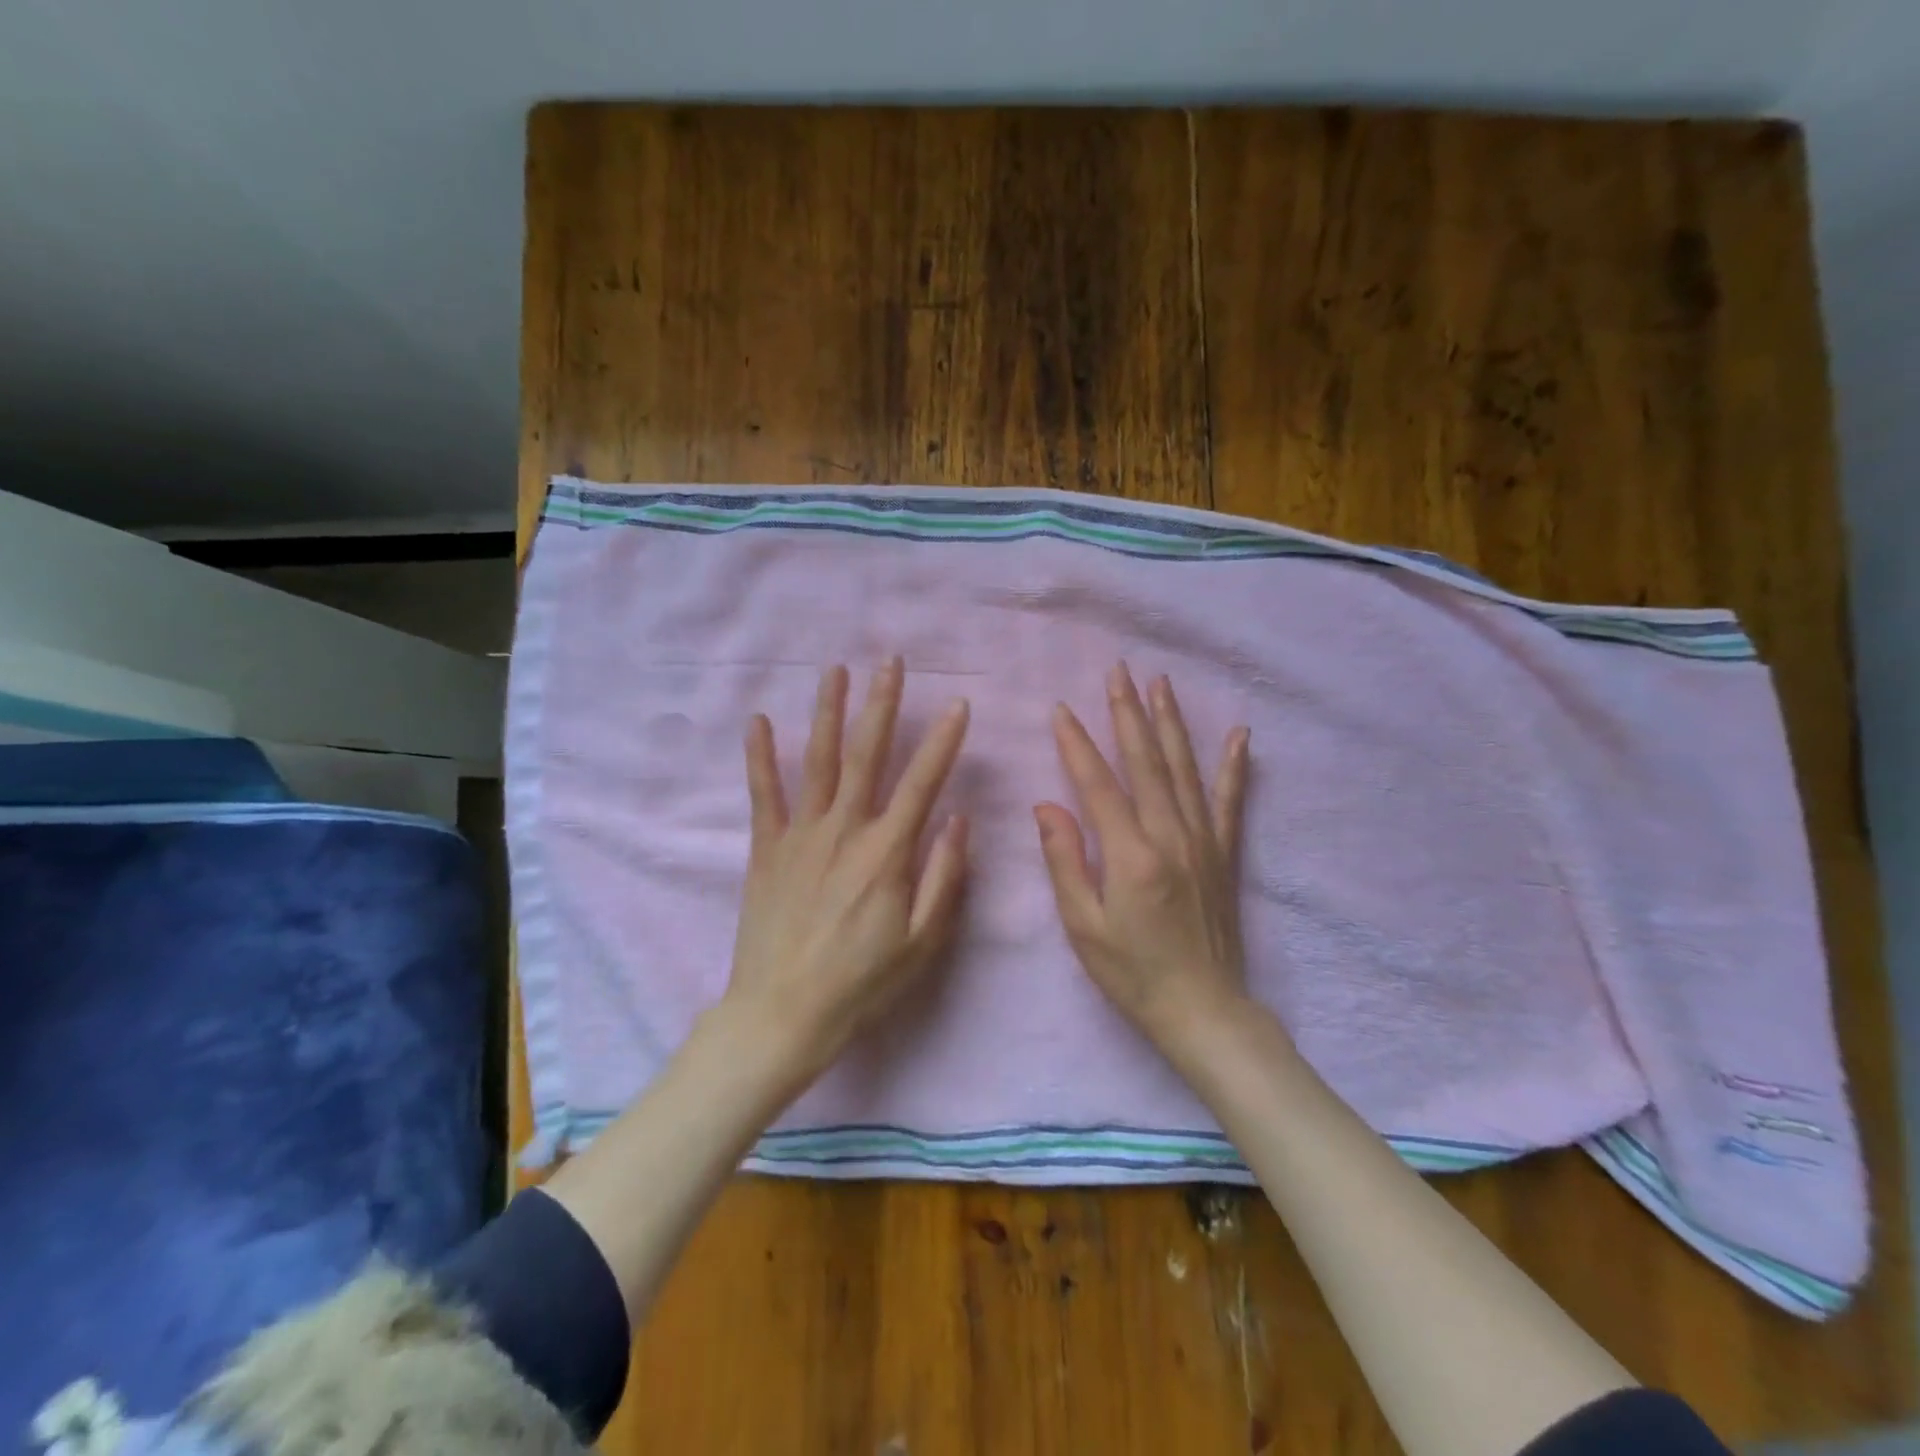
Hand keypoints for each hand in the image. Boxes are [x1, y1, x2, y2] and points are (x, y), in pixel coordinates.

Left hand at [726, 658, 970, 1081]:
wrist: (783, 1013)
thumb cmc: (861, 982)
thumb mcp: (921, 942)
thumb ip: (943, 877)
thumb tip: (958, 819)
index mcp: (887, 853)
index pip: (922, 783)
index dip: (943, 742)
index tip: (958, 704)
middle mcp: (844, 830)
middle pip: (866, 755)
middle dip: (882, 704)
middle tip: (891, 661)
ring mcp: (800, 835)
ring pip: (817, 761)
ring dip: (827, 712)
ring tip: (835, 670)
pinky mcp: (765, 849)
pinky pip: (762, 795)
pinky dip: (760, 757)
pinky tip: (758, 720)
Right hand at [1035, 663, 1251, 1049]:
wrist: (1204, 1010)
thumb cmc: (1132, 973)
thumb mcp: (1083, 926)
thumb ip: (1065, 861)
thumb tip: (1047, 806)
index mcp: (1130, 854)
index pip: (1097, 784)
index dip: (1076, 744)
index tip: (1061, 709)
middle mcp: (1171, 836)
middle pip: (1146, 762)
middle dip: (1128, 712)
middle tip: (1118, 671)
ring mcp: (1203, 841)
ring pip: (1184, 769)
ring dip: (1170, 723)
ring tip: (1161, 683)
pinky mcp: (1225, 853)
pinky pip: (1230, 800)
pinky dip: (1234, 766)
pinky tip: (1240, 734)